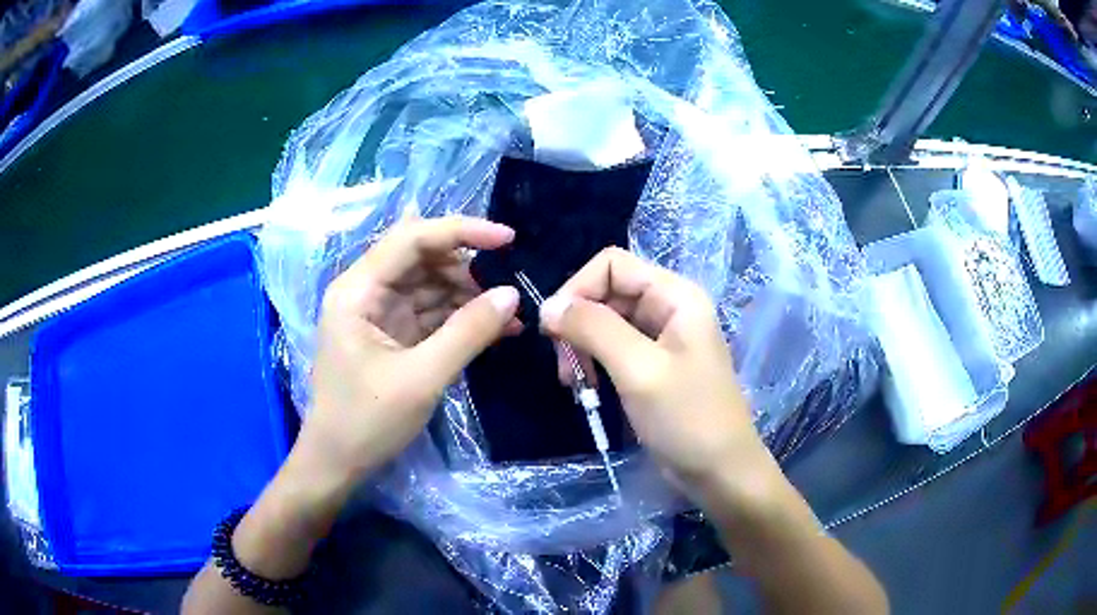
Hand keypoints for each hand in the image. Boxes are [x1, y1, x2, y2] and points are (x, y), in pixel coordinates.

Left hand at [302, 216, 519, 481]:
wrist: (338, 463)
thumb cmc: (367, 421)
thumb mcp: (422, 378)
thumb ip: (467, 333)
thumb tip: (512, 295)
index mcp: (358, 290)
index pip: (411, 238)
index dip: (461, 231)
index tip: (508, 239)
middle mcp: (366, 291)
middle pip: (422, 258)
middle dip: (468, 269)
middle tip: (510, 288)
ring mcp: (379, 313)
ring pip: (431, 285)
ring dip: (470, 296)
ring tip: (511, 314)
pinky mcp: (392, 334)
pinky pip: (431, 313)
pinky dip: (461, 319)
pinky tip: (497, 330)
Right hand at [539, 247, 767, 487]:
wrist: (720, 471)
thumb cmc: (687, 418)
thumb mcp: (639, 370)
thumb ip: (594, 329)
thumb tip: (548, 306)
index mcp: (674, 295)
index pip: (612, 265)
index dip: (577, 289)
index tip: (553, 330)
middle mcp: (668, 307)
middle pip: (606, 293)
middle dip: (578, 324)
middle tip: (564, 367)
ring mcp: (660, 338)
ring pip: (605, 322)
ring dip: (582, 347)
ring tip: (573, 383)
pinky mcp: (652, 365)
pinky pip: (613, 349)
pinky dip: (594, 364)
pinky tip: (588, 389)